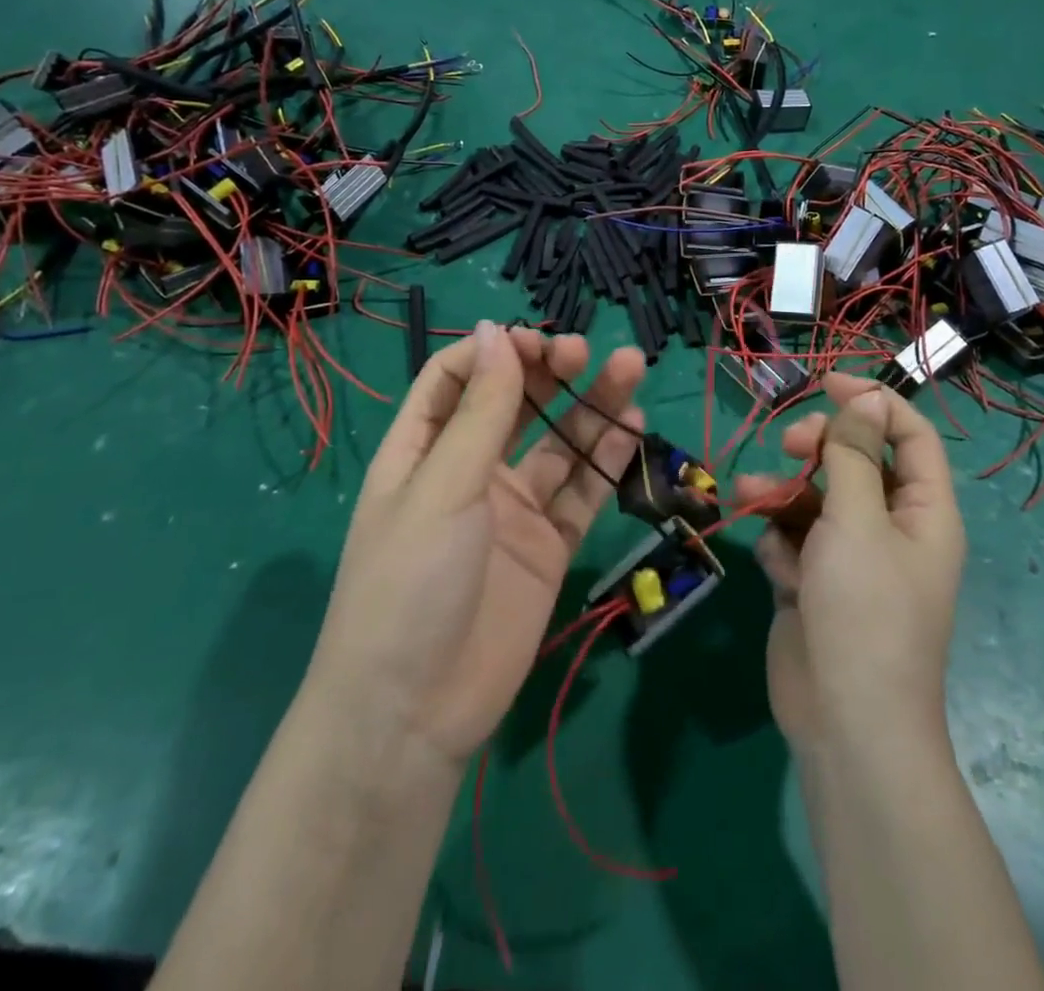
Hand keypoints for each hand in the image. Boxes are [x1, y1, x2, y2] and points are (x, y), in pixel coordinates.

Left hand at [307, 322, 645, 774]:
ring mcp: (512, 510)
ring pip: (559, 445)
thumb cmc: (409, 583)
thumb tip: (493, 330)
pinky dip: (606, 462)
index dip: (494, 353)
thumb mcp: (442, 487)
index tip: (534, 342)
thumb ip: (480, 411)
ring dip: (592, 408)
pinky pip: (581, 494)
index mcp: (424, 451)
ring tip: (630, 370)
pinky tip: (634, 431)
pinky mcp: (548, 547)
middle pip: (515, 406)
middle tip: (585, 351)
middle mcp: (469, 472)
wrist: (414, 714)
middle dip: (549, 372)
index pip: (456, 379)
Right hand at [736, 374, 964, 750]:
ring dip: (782, 494)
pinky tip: (778, 569)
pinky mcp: (816, 584)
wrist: (845, 722)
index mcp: (923, 511)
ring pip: (814, 500)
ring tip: (750, 496)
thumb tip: (868, 396)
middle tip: (788, 444)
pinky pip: (795, 541)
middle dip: (817, 448)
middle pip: (854, 462)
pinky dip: (782, 545)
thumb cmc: (864, 610)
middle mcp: (891, 529)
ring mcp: (851, 559)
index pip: (908, 435)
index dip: (872, 402)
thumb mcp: (858, 519)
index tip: (825, 382)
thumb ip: (855, 454)